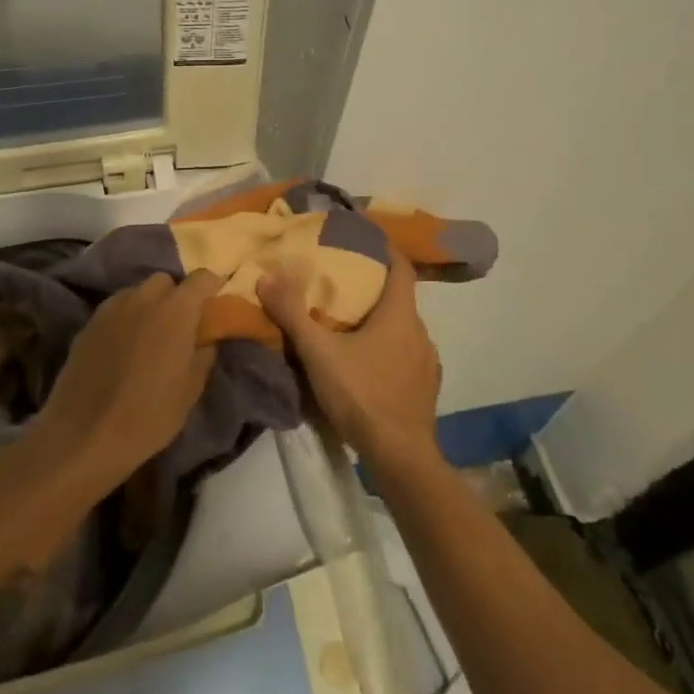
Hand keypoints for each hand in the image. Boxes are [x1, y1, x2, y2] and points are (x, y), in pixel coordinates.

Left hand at [30, 270, 223, 495]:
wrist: (84, 434)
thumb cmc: (148, 415)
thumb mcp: (189, 392)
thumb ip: (203, 357)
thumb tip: (206, 340)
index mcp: (176, 311)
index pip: (201, 278)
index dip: (212, 286)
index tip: (214, 303)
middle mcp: (143, 298)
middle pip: (165, 281)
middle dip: (175, 296)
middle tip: (180, 326)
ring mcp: (111, 308)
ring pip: (137, 293)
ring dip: (148, 306)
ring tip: (149, 337)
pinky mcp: (88, 324)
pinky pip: (115, 310)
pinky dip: (124, 319)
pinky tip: (123, 348)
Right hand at [259, 252, 442, 478]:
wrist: (400, 457)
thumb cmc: (362, 395)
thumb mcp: (318, 352)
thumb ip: (292, 314)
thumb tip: (266, 276)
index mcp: (400, 315)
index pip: (400, 267)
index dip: (384, 248)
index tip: (364, 236)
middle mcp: (419, 332)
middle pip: (399, 298)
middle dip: (373, 287)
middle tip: (342, 283)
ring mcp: (426, 363)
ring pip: (402, 329)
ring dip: (379, 322)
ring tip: (349, 324)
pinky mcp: (425, 389)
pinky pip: (405, 356)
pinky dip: (387, 349)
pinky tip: (366, 363)